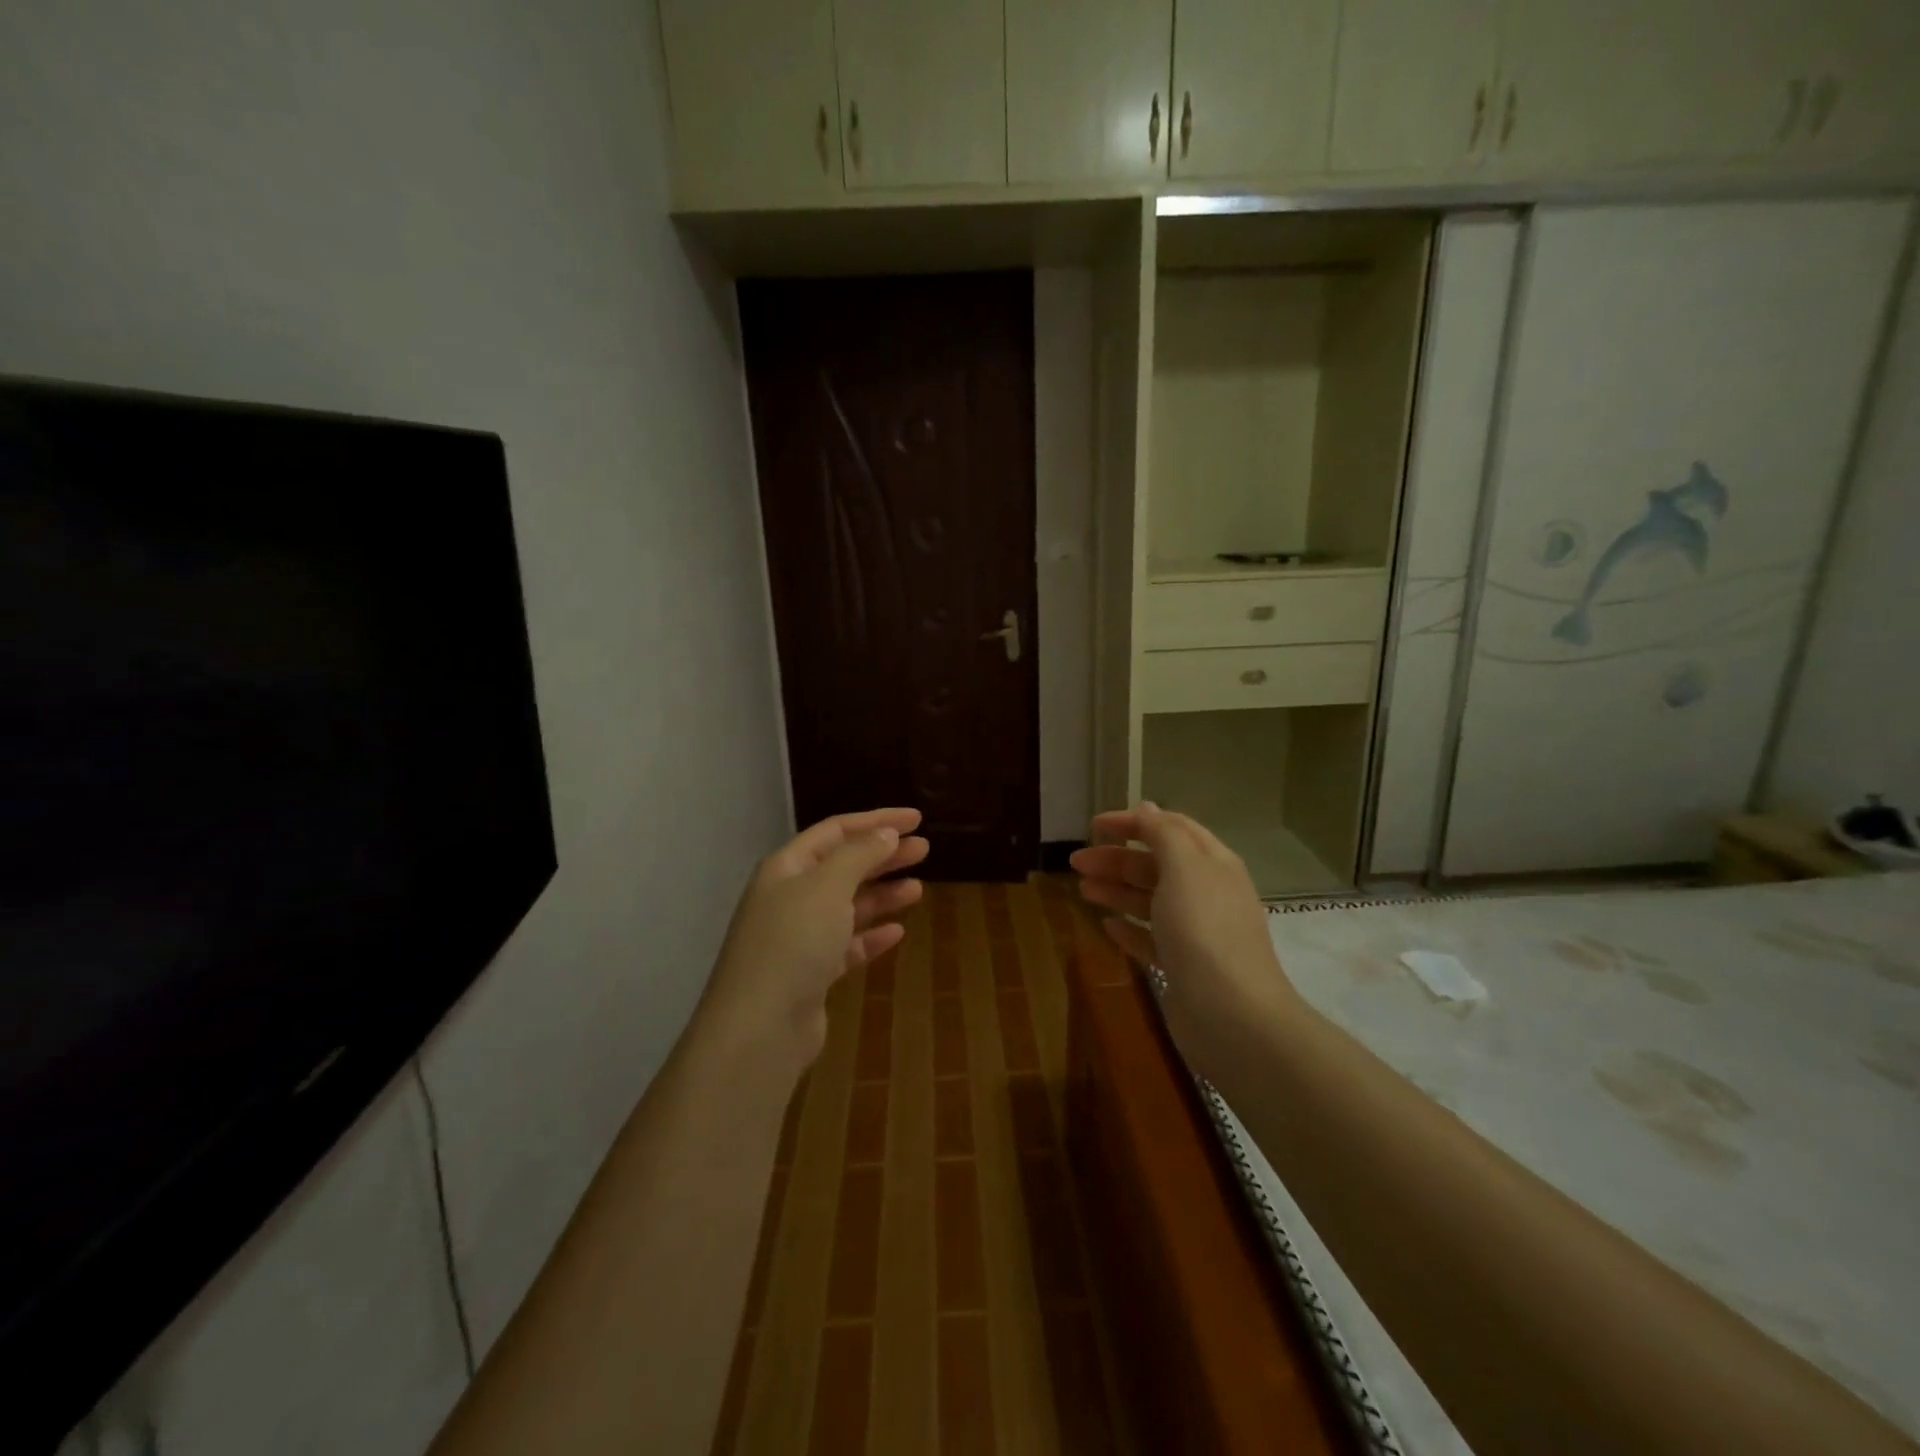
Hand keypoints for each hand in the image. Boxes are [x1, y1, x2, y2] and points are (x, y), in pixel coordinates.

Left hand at [698, 808, 928, 1072]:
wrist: (760, 1027)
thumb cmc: (794, 942)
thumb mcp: (828, 886)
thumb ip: (859, 855)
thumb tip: (885, 834)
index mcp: (787, 868)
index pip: (836, 831)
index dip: (876, 821)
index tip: (916, 820)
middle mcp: (790, 897)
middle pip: (843, 866)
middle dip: (883, 855)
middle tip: (924, 850)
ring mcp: (799, 937)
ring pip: (847, 906)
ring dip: (881, 895)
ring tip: (918, 889)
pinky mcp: (810, 974)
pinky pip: (846, 945)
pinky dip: (870, 935)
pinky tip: (896, 932)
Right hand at [1070, 802, 1298, 1059]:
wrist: (1232, 1015)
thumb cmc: (1204, 929)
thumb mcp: (1184, 868)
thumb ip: (1163, 834)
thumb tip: (1148, 807)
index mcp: (1212, 864)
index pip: (1170, 829)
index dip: (1133, 822)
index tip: (1094, 826)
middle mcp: (1205, 893)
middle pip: (1155, 865)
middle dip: (1116, 859)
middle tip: (1076, 863)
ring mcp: (1195, 932)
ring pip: (1149, 901)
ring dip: (1116, 891)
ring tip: (1083, 890)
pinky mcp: (1183, 967)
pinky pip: (1150, 939)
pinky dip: (1129, 929)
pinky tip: (1107, 926)